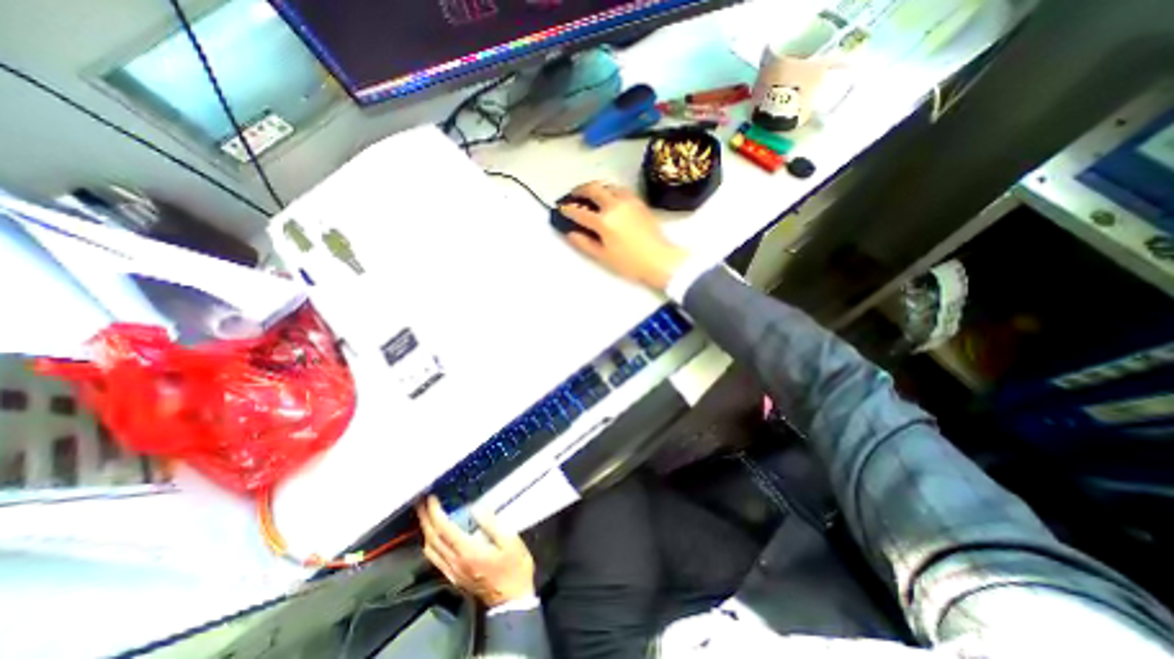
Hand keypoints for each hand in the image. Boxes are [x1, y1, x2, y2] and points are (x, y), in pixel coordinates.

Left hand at [418, 494, 535, 607]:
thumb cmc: (514, 567)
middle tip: (421, 502)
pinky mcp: (454, 577)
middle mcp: (455, 562)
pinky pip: (435, 559)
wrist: (511, 600)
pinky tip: (433, 537)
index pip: (444, 529)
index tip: (431, 498)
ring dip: (425, 530)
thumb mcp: (509, 541)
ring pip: (430, 550)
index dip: (435, 512)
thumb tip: (477, 507)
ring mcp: (452, 571)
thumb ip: (491, 523)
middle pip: (432, 539)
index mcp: (468, 551)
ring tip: (425, 515)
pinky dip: (430, 543)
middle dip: (425, 519)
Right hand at [555, 181, 689, 291]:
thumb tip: (570, 233)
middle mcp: (614, 205)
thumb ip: (584, 243)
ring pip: (607, 185)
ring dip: (595, 187)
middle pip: (593, 189)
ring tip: (589, 194)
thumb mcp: (603, 256)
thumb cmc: (630, 263)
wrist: (659, 259)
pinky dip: (609, 190)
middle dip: (579, 190)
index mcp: (604, 221)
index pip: (580, 211)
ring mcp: (628, 201)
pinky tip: (608, 197)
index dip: (568, 210)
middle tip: (573, 195)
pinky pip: (620, 189)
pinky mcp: (639, 202)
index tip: (561, 209)